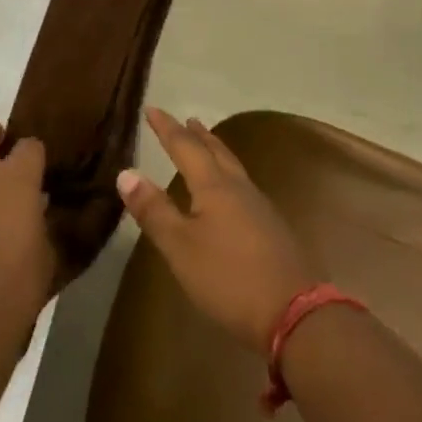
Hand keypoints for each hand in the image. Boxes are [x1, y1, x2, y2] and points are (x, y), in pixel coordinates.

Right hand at [116, 108, 316, 353]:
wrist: (294, 313)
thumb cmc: (229, 278)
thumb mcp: (181, 248)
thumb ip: (154, 211)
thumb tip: (126, 172)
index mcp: (214, 186)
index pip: (185, 147)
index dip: (167, 128)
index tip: (152, 109)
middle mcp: (238, 187)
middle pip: (215, 151)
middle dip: (197, 135)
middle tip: (187, 120)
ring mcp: (259, 207)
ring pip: (232, 167)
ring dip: (216, 151)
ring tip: (207, 145)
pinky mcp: (271, 227)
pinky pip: (243, 186)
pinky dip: (228, 174)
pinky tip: (230, 192)